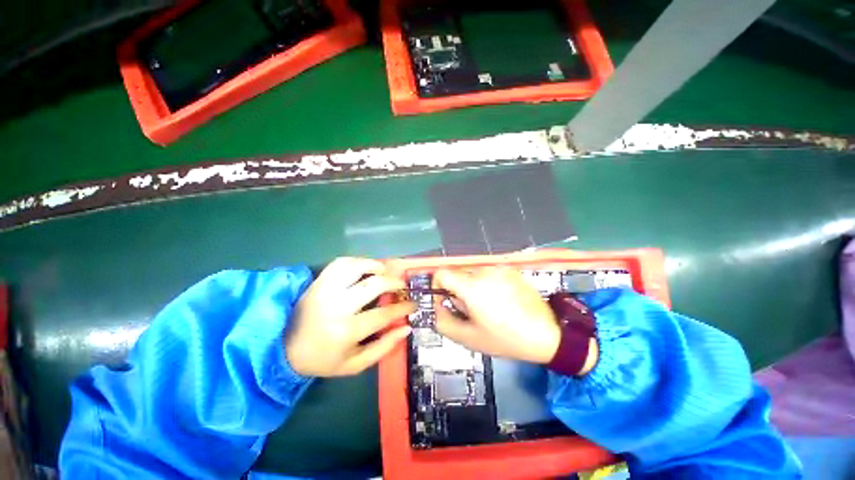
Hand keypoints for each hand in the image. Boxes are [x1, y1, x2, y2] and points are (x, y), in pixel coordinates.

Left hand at [286, 257, 415, 376]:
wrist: (285, 349)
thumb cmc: (324, 359)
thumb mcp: (356, 364)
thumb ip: (384, 347)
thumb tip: (406, 327)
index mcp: (346, 331)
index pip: (384, 314)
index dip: (403, 307)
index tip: (413, 303)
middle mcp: (337, 306)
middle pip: (374, 284)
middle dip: (394, 282)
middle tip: (401, 285)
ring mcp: (326, 290)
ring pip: (357, 266)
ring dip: (376, 266)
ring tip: (385, 272)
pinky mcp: (318, 282)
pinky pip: (341, 262)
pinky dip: (357, 261)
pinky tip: (365, 267)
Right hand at [433, 267, 560, 363]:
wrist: (547, 334)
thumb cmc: (506, 338)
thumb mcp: (468, 338)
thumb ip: (443, 321)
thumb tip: (437, 306)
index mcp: (471, 286)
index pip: (441, 273)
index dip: (437, 286)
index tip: (445, 301)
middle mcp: (484, 271)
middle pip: (457, 274)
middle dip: (456, 290)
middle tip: (470, 310)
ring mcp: (499, 268)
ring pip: (472, 273)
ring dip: (471, 287)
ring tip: (487, 306)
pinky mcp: (510, 269)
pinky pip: (488, 273)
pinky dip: (486, 283)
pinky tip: (501, 300)